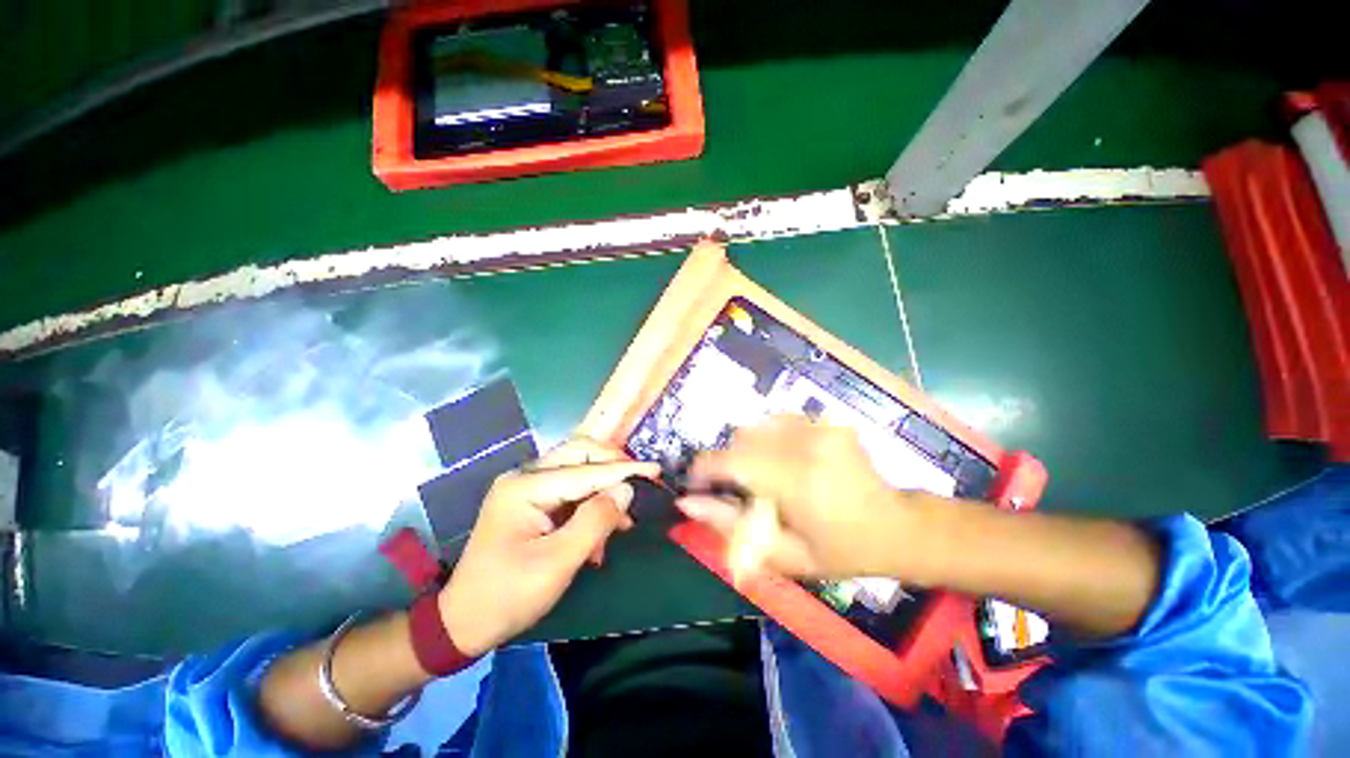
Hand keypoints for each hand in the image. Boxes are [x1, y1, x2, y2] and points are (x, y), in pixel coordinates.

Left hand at [437, 438, 658, 655]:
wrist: (463, 622)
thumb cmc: (509, 595)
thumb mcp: (558, 562)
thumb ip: (596, 520)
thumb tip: (626, 490)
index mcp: (526, 487)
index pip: (586, 470)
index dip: (624, 471)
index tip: (656, 470)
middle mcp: (525, 476)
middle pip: (579, 453)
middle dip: (612, 465)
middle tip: (640, 482)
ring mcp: (526, 486)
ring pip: (577, 468)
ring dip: (603, 486)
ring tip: (623, 517)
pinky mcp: (531, 499)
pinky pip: (570, 487)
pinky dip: (590, 501)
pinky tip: (603, 526)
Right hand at [676, 416, 913, 579]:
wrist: (897, 527)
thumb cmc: (841, 551)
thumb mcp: (783, 555)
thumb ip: (730, 526)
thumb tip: (686, 502)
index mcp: (796, 481)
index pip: (731, 461)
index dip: (705, 469)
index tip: (697, 483)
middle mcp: (806, 444)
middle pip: (741, 438)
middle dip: (728, 462)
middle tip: (738, 489)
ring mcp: (820, 427)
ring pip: (758, 425)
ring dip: (749, 448)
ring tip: (763, 475)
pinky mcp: (828, 421)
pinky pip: (780, 420)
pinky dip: (770, 437)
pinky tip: (784, 459)